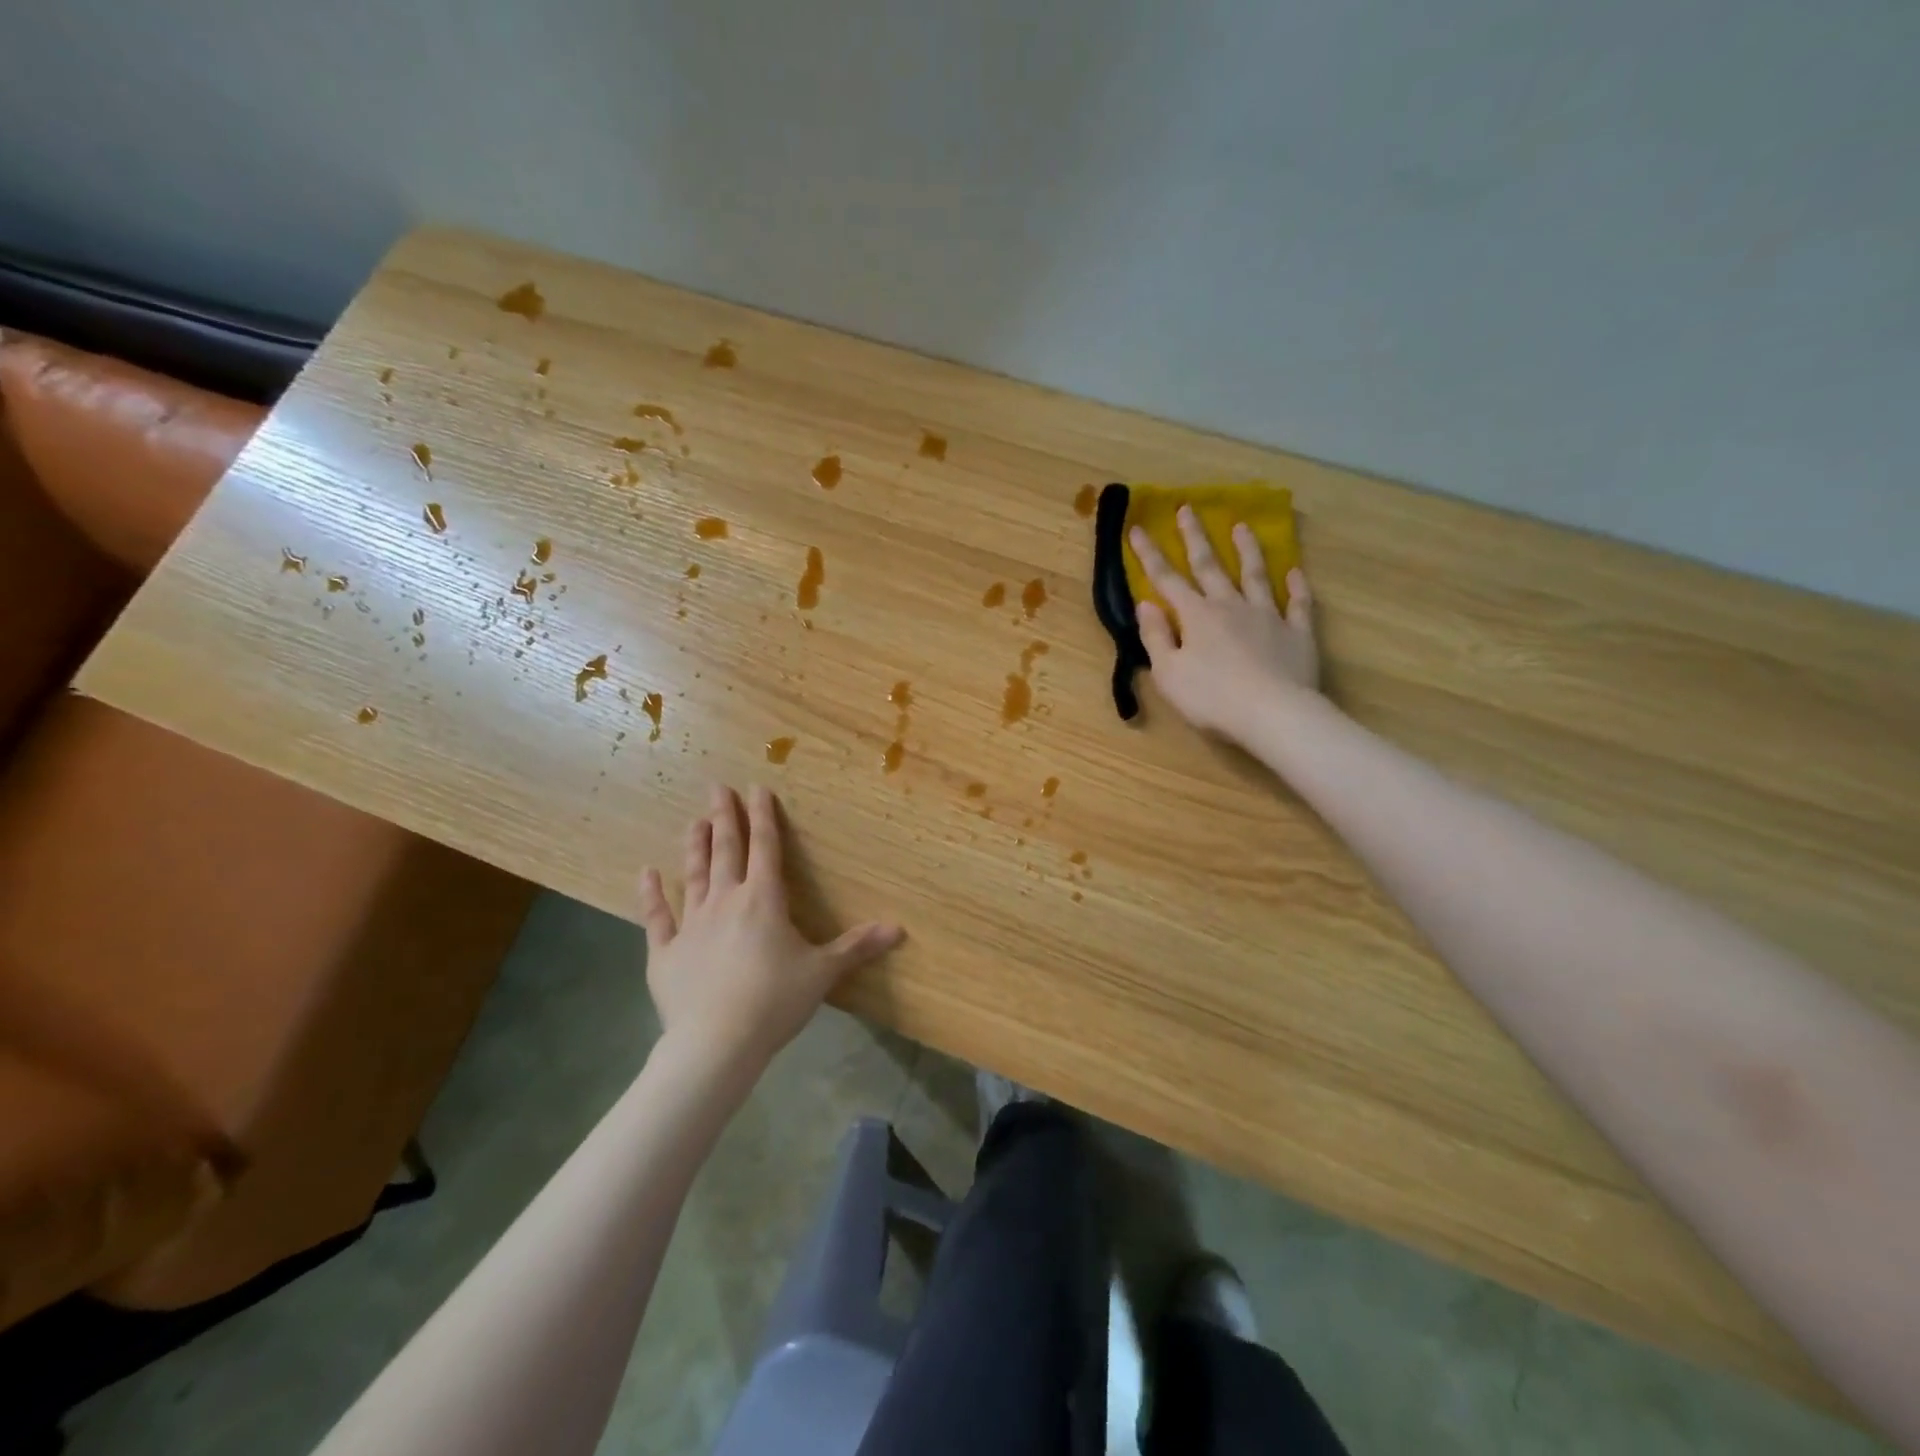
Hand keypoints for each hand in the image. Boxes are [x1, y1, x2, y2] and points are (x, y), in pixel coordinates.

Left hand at [638, 785, 904, 1076]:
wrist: (716, 1043)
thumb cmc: (775, 1001)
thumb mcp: (823, 972)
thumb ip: (857, 947)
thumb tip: (898, 928)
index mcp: (764, 899)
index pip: (765, 847)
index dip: (762, 816)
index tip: (756, 787)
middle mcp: (725, 901)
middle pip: (726, 851)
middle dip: (724, 817)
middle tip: (716, 787)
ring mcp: (691, 925)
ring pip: (693, 875)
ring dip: (695, 846)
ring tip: (694, 821)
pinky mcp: (664, 953)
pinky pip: (656, 917)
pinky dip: (651, 894)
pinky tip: (646, 873)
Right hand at [1130, 507, 1319, 742]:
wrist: (1273, 714)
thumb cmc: (1211, 698)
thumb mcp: (1168, 673)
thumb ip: (1155, 636)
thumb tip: (1145, 603)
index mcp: (1196, 616)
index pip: (1166, 579)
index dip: (1150, 555)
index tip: (1138, 528)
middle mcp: (1230, 607)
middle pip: (1210, 566)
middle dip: (1195, 538)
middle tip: (1188, 509)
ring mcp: (1267, 617)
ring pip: (1255, 575)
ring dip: (1247, 550)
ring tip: (1242, 527)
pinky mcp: (1297, 634)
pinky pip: (1298, 604)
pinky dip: (1297, 587)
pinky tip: (1295, 572)